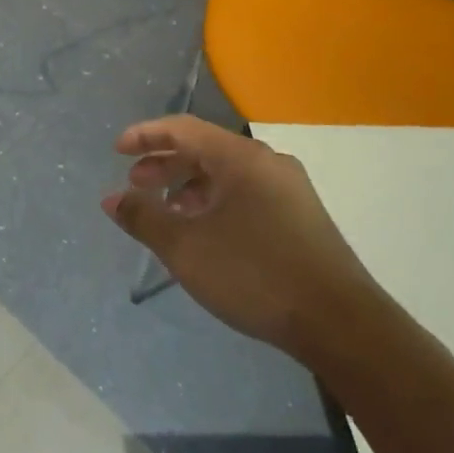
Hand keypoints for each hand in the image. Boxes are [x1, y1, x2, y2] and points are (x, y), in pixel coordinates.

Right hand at [102, 115, 374, 355]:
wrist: (341, 323)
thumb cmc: (255, 275)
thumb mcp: (186, 248)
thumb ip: (143, 218)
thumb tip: (112, 199)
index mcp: (240, 158)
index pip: (183, 129)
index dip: (145, 136)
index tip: (117, 151)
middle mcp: (267, 163)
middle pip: (205, 149)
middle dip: (165, 164)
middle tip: (136, 185)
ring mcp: (289, 189)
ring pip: (226, 173)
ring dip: (189, 186)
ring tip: (167, 213)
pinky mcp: (300, 216)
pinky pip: (246, 193)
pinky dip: (215, 202)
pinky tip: (205, 232)